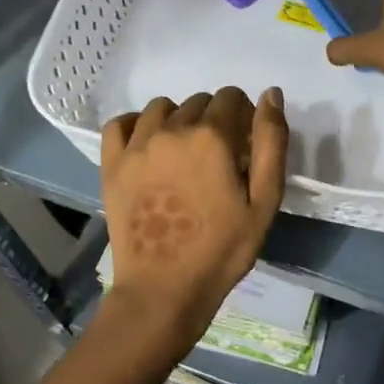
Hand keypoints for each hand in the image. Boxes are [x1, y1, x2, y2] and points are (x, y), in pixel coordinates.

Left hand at [100, 86, 288, 338]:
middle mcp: (172, 130)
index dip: (243, 116)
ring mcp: (137, 146)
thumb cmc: (223, 249)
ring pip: (161, 108)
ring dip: (178, 120)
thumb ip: (271, 142)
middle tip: (219, 159)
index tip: (245, 146)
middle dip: (214, 120)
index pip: (230, 97)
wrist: (164, 289)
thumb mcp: (265, 200)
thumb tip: (271, 94)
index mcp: (212, 137)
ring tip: (185, 154)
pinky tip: (149, 145)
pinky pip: (121, 123)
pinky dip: (137, 125)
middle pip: (198, 102)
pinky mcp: (112, 165)